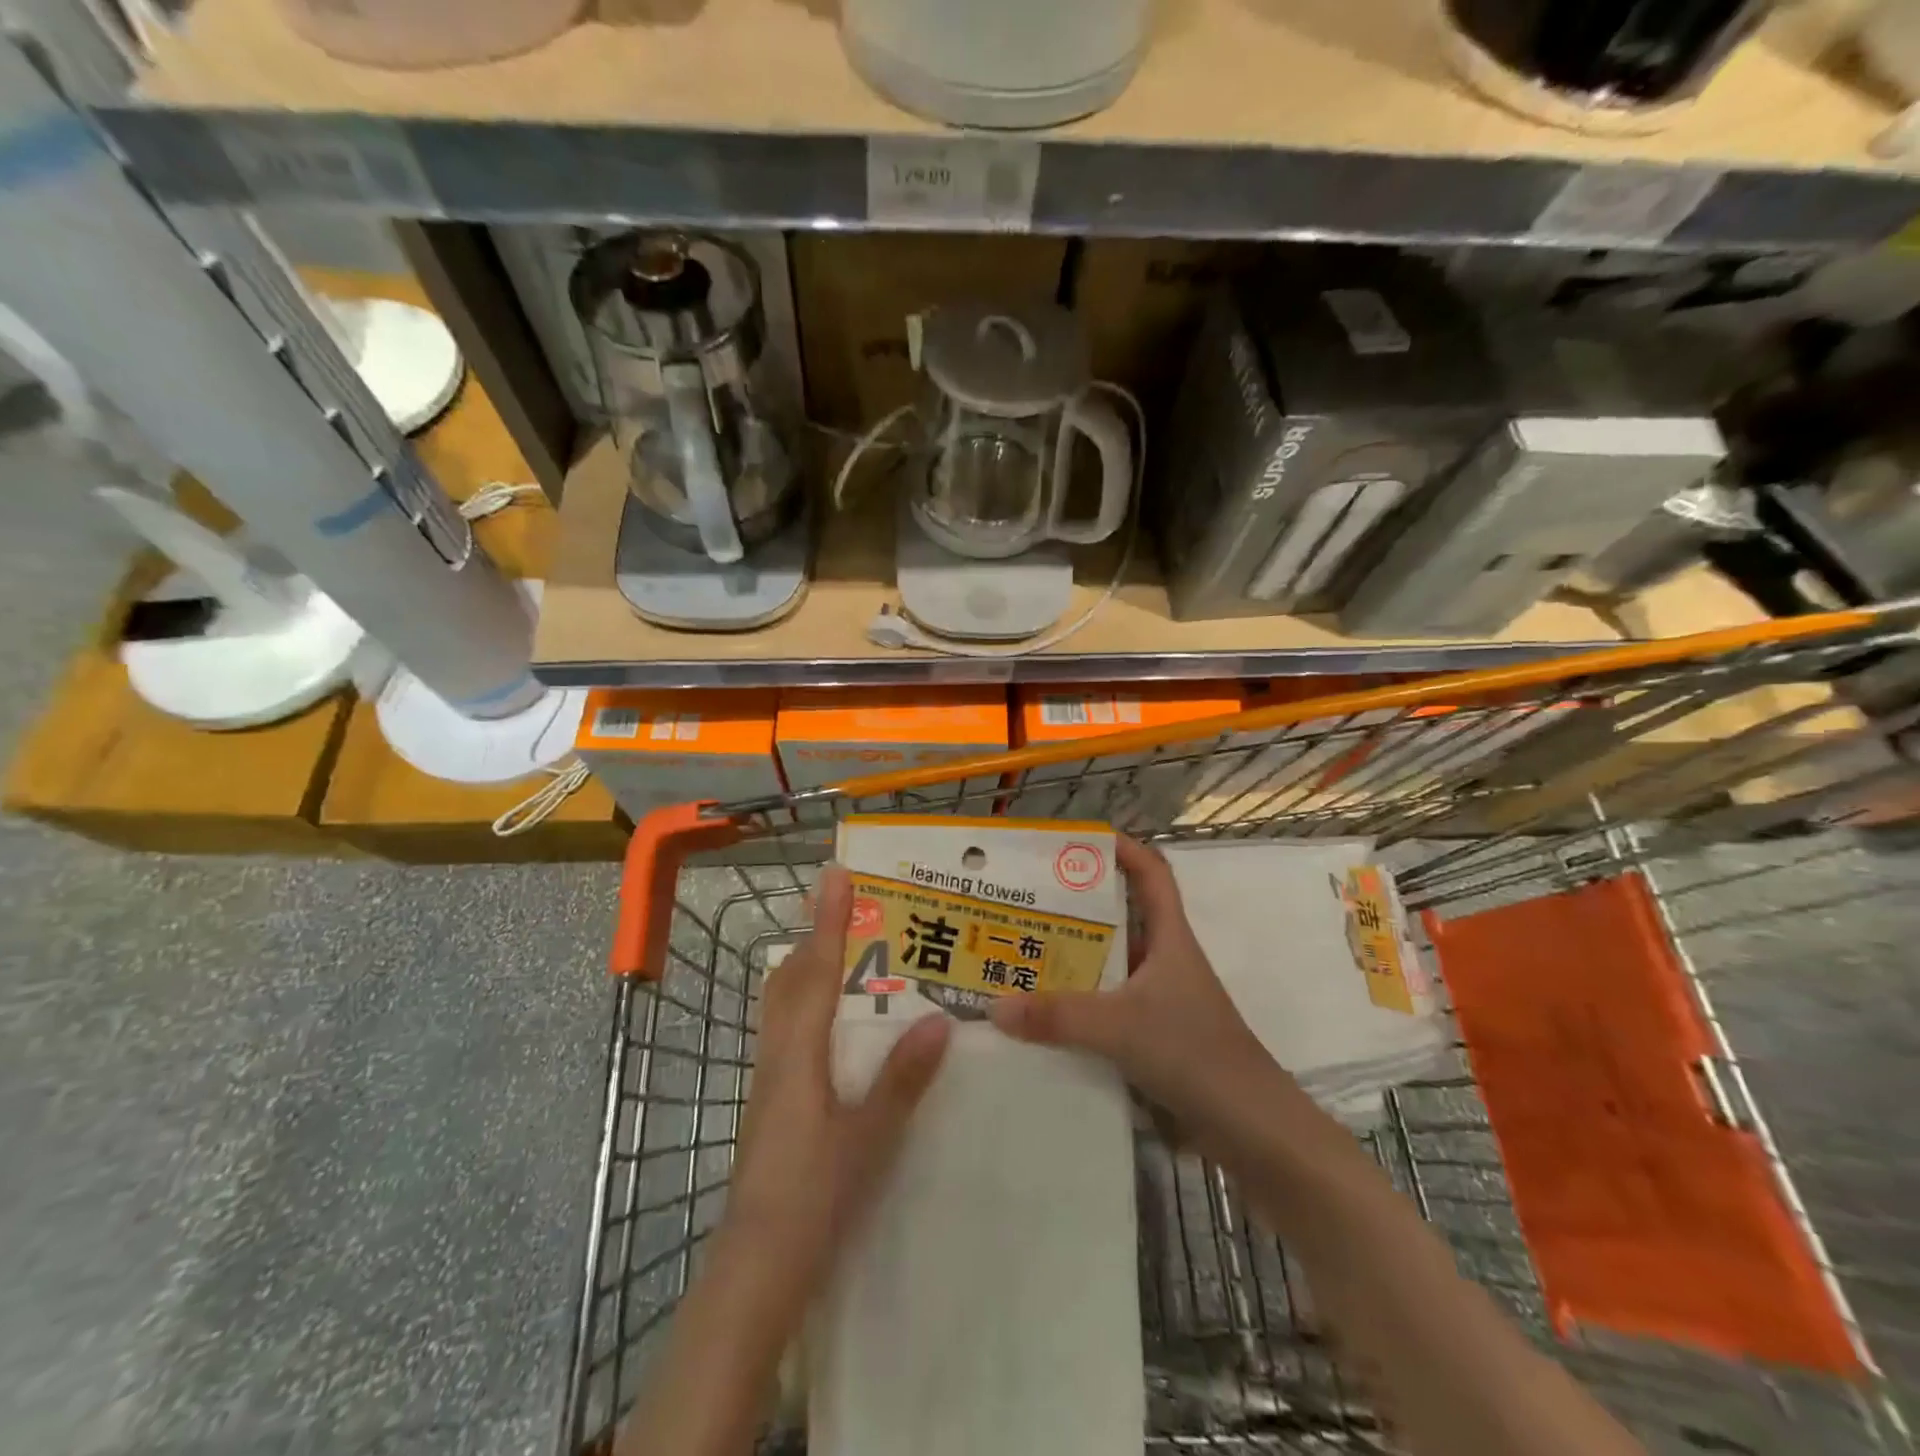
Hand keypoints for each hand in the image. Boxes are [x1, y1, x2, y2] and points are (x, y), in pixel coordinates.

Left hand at [725, 865, 950, 1301]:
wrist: (756, 1266)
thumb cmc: (812, 1198)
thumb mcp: (868, 1138)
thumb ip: (902, 1078)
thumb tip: (938, 1018)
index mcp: (799, 1054)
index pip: (818, 972)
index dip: (829, 921)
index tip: (837, 874)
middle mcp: (777, 1055)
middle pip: (792, 979)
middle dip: (817, 936)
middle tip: (850, 908)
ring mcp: (769, 1079)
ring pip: (784, 1004)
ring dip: (810, 968)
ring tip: (847, 952)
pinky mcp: (772, 1102)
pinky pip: (787, 1031)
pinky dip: (808, 1004)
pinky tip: (835, 1025)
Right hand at [988, 836, 1270, 1133]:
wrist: (1250, 1129)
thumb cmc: (1195, 1052)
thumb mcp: (1121, 1026)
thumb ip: (1058, 1016)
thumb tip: (994, 1005)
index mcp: (1170, 938)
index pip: (1152, 873)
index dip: (1122, 848)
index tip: (1077, 840)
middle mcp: (1163, 961)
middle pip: (1119, 917)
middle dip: (1076, 906)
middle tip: (1025, 900)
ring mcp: (1158, 1000)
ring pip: (1108, 966)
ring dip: (1072, 959)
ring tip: (1019, 952)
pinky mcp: (1151, 1037)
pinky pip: (1105, 1008)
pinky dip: (1076, 1006)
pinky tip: (1040, 1015)